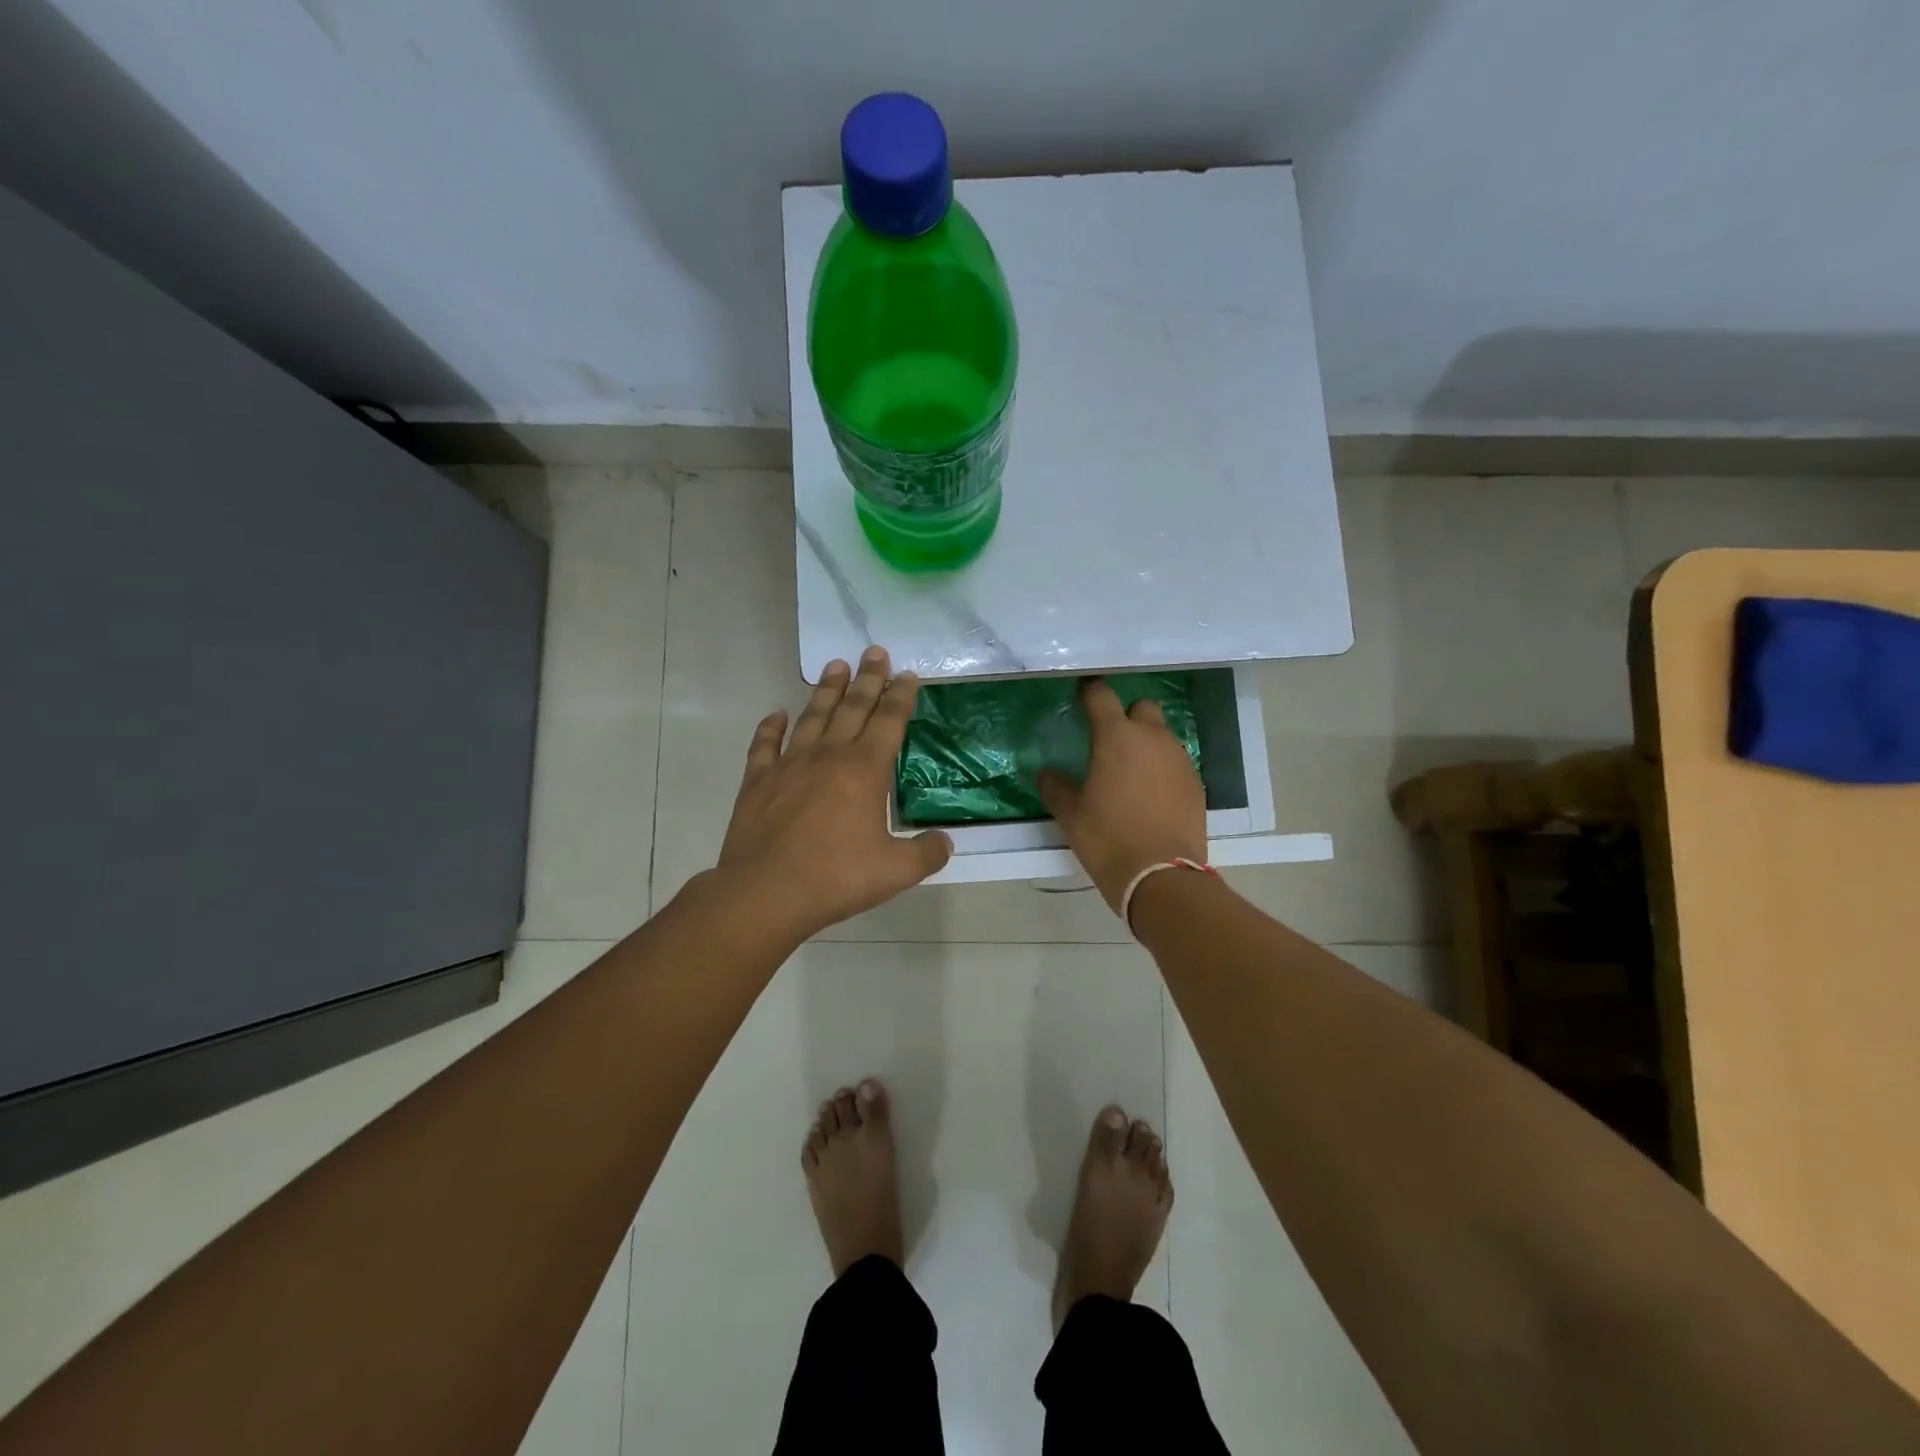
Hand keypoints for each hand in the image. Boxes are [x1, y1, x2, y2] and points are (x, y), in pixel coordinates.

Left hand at [716, 647, 951, 941]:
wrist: (766, 892)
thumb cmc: (836, 877)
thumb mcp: (895, 871)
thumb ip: (926, 853)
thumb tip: (945, 842)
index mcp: (865, 770)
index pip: (889, 721)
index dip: (900, 696)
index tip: (907, 674)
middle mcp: (829, 756)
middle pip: (853, 707)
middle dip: (868, 679)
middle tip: (874, 651)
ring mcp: (789, 765)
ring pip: (812, 716)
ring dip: (826, 690)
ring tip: (836, 666)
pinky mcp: (758, 780)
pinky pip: (765, 744)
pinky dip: (770, 727)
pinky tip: (776, 714)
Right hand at [1037, 679, 1206, 913]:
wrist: (1162, 877)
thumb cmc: (1108, 839)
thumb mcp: (1071, 815)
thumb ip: (1055, 787)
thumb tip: (1046, 773)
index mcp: (1117, 737)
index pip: (1101, 695)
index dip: (1089, 692)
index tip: (1080, 697)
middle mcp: (1152, 738)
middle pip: (1141, 707)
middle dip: (1125, 715)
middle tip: (1108, 740)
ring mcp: (1179, 759)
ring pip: (1161, 735)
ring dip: (1145, 742)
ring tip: (1129, 771)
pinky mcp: (1196, 782)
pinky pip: (1175, 761)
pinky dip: (1161, 768)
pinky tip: (1150, 794)